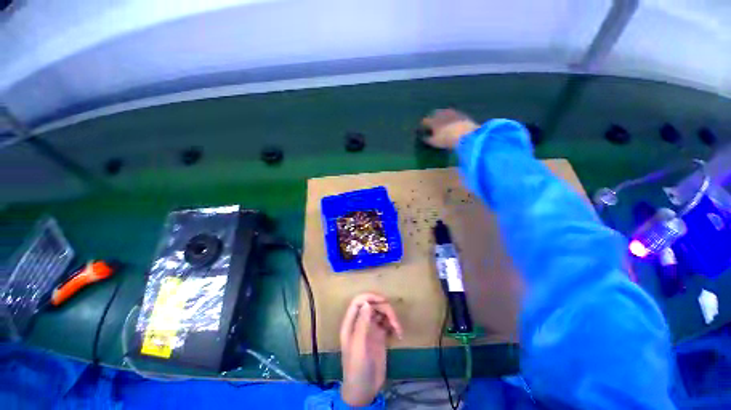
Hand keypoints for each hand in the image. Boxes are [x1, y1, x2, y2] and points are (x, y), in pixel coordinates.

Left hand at [340, 293, 402, 406]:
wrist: (364, 391)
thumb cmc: (357, 368)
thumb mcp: (358, 346)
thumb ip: (362, 324)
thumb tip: (367, 303)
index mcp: (351, 324)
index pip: (358, 302)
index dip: (369, 297)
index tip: (383, 300)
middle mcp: (361, 323)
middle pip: (373, 305)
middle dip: (384, 309)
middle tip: (395, 322)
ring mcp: (371, 329)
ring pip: (381, 313)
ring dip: (391, 317)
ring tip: (398, 330)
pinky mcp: (380, 336)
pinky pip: (387, 323)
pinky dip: (393, 325)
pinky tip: (398, 334)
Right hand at [421, 108, 478, 148]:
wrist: (466, 134)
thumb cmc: (446, 139)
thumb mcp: (434, 142)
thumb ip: (427, 139)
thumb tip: (424, 137)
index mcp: (432, 120)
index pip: (424, 121)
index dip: (423, 125)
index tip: (423, 129)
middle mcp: (441, 113)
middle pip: (433, 113)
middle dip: (432, 118)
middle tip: (432, 125)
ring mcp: (451, 112)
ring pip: (444, 112)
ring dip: (441, 117)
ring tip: (442, 123)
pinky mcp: (461, 113)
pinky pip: (453, 114)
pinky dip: (450, 118)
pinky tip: (452, 123)